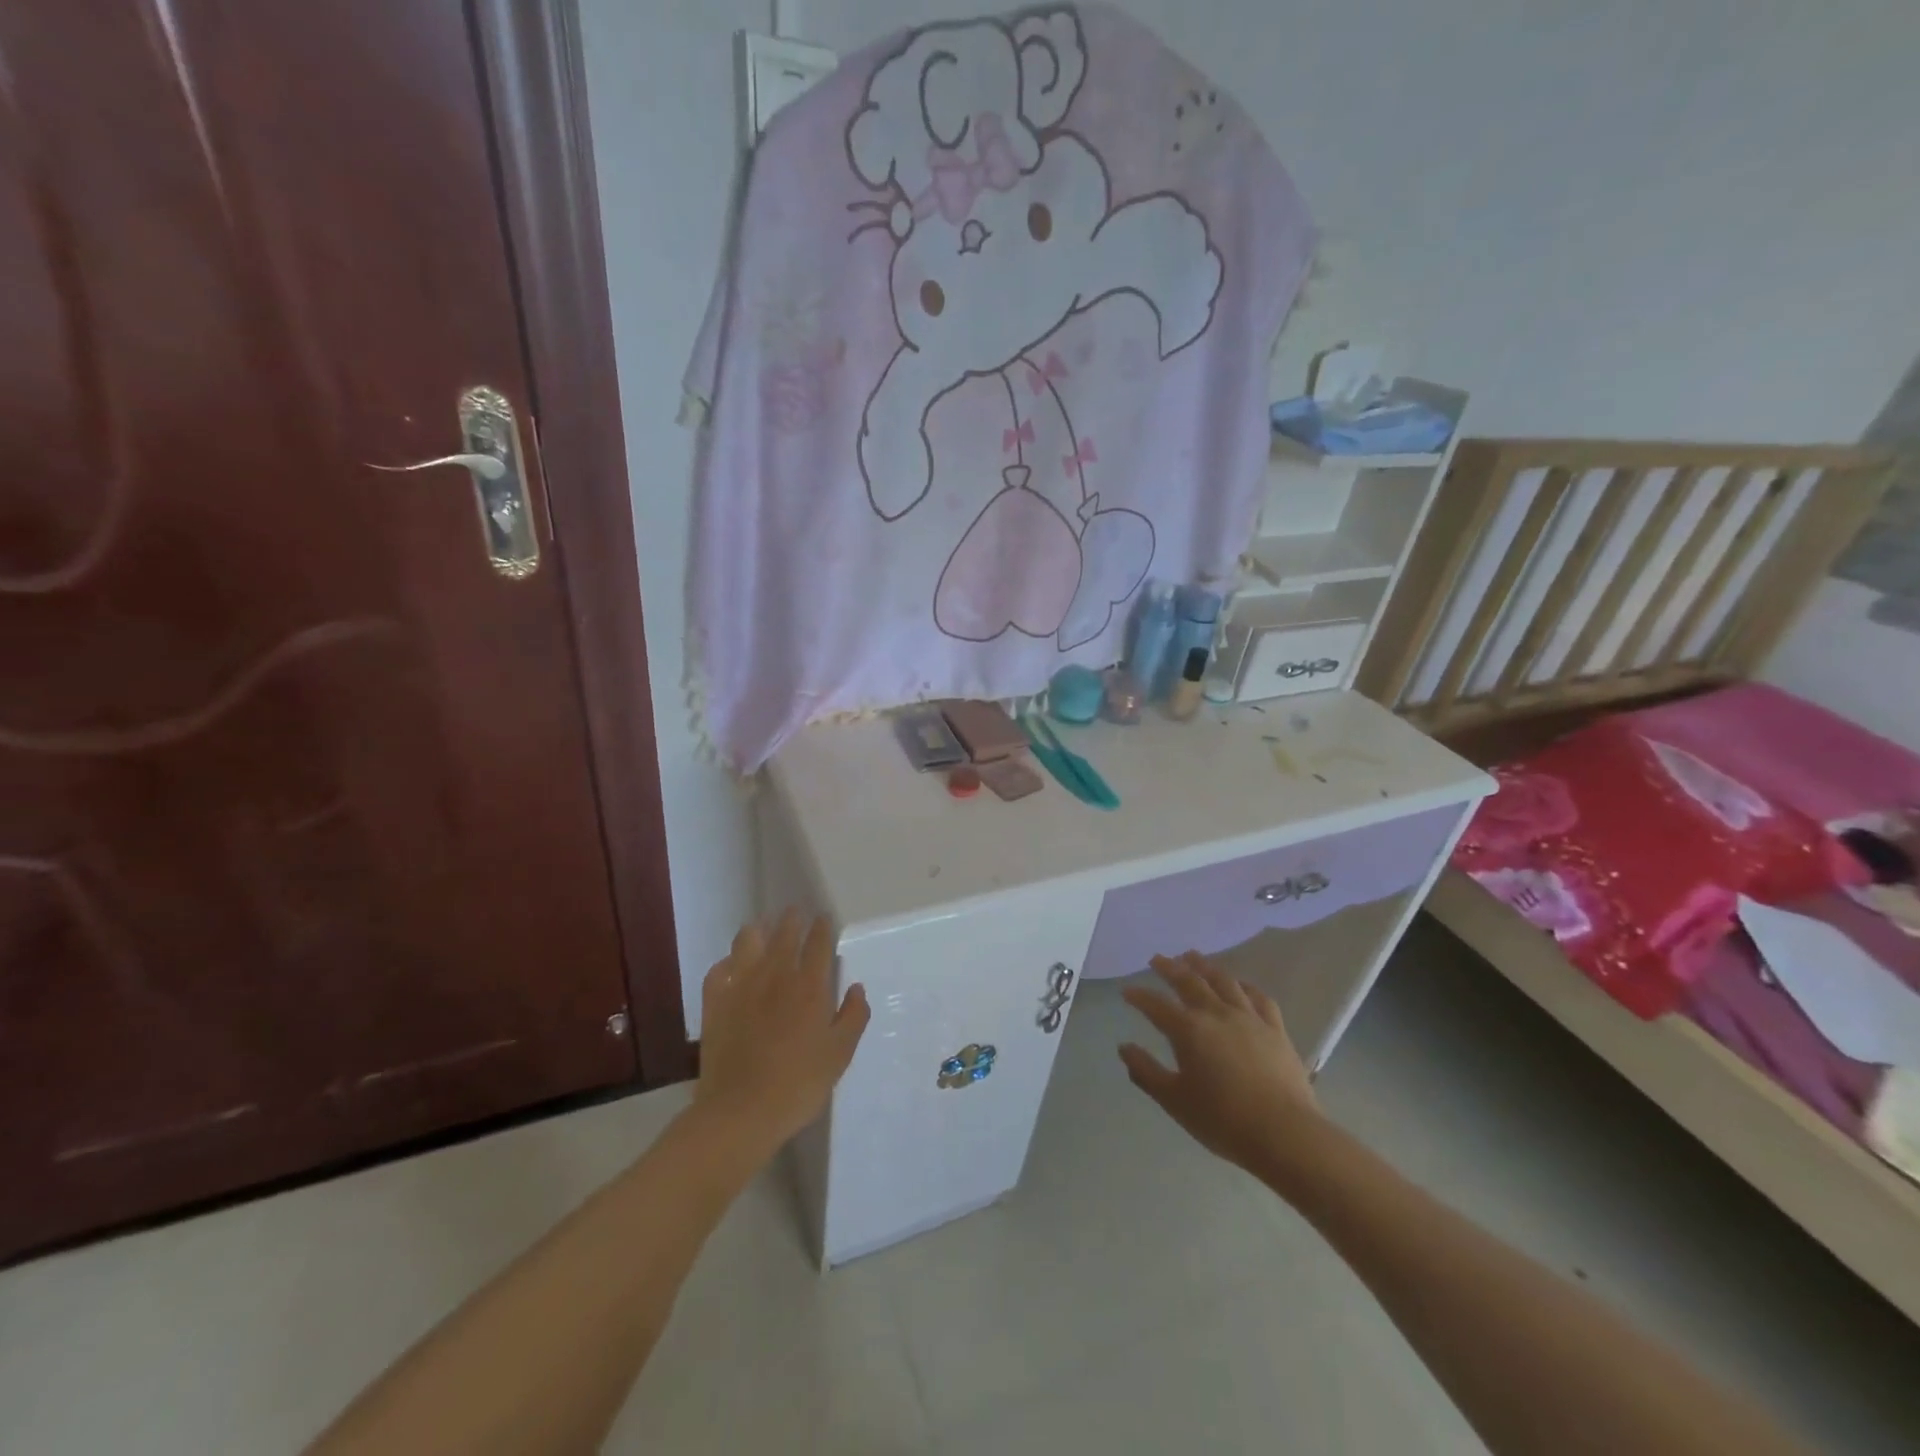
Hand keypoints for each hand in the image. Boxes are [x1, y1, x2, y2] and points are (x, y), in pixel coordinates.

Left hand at [694, 910, 869, 1156]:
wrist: (741, 1112)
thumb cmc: (799, 1084)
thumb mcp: (840, 1055)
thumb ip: (853, 1016)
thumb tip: (856, 988)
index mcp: (810, 986)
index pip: (818, 942)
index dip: (823, 927)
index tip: (825, 919)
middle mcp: (776, 975)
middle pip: (784, 933)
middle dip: (792, 919)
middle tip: (796, 913)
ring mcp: (741, 986)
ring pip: (747, 941)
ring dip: (758, 931)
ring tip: (763, 930)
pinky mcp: (715, 1003)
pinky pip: (719, 970)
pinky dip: (728, 963)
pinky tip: (732, 967)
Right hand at [1119, 952, 1324, 1181]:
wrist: (1285, 1134)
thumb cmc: (1223, 1120)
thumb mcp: (1174, 1101)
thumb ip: (1146, 1072)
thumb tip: (1124, 1047)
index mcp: (1188, 1030)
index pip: (1156, 1006)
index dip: (1139, 997)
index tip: (1126, 991)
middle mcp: (1216, 1014)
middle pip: (1189, 982)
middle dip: (1170, 968)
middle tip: (1157, 959)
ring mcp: (1248, 1018)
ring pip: (1223, 981)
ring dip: (1204, 966)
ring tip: (1192, 956)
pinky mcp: (1275, 1029)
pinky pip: (1258, 998)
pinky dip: (1245, 985)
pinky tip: (1240, 984)